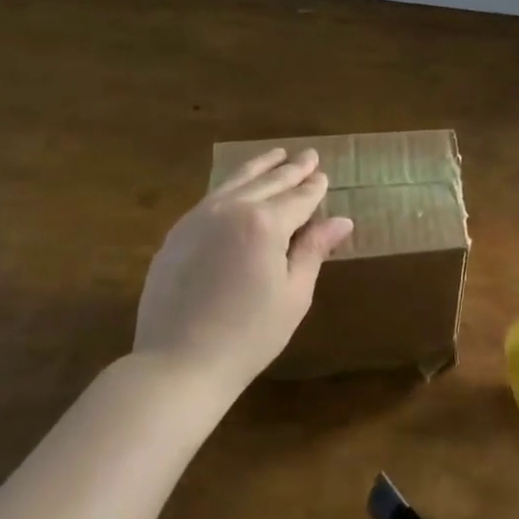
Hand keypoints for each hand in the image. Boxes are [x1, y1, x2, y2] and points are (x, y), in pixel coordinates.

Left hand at [132, 148, 354, 395]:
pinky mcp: (177, 233)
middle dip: (291, 169)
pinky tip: (238, 186)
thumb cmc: (248, 335)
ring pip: (235, 181)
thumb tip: (341, 221)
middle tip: (308, 155)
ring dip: (260, 167)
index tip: (323, 174)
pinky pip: (212, 197)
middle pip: (268, 182)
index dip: (314, 186)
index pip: (298, 197)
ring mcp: (198, 218)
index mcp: (265, 224)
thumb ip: (313, 250)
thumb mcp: (293, 295)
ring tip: (276, 155)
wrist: (177, 363)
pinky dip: (232, 185)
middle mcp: (231, 209)